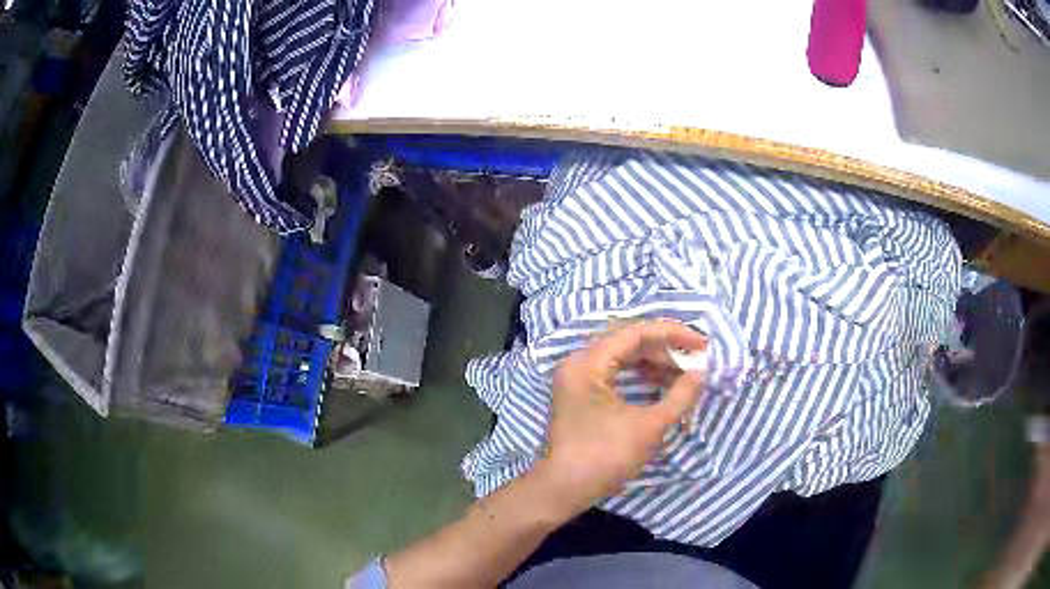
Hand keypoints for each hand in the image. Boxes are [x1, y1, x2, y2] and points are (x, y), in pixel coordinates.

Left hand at [537, 320, 707, 513]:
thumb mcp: (649, 426)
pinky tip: (662, 383)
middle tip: (696, 360)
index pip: (636, 333)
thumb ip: (679, 396)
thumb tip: (701, 372)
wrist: (565, 489)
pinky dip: (640, 376)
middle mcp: (579, 362)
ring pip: (623, 357)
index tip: (702, 345)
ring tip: (685, 372)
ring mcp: (578, 378)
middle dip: (666, 350)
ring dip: (655, 363)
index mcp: (588, 363)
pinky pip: (615, 373)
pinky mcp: (582, 393)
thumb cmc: (605, 457)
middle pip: (629, 343)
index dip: (673, 335)